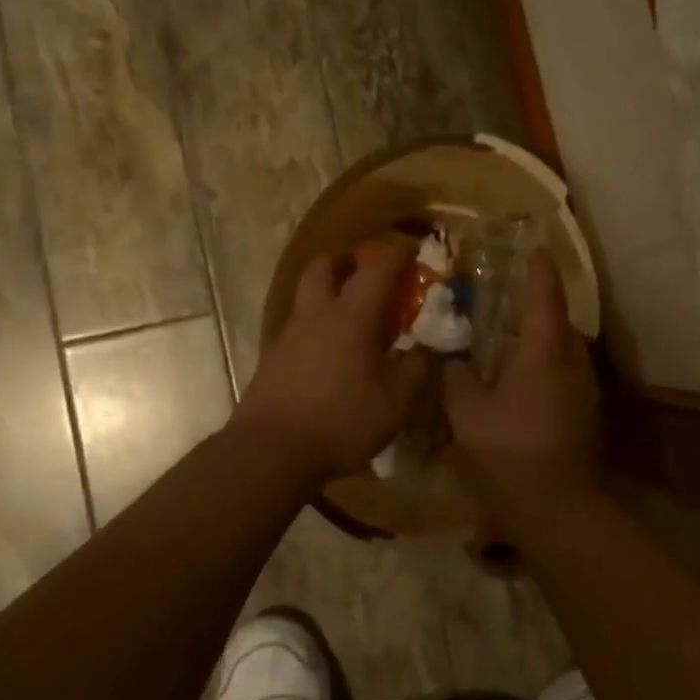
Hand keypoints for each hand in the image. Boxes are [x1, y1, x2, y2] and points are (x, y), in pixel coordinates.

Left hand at [233, 239, 430, 484]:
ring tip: (349, 312)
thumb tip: (428, 352)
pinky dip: (315, 324)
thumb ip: (416, 371)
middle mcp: (316, 315)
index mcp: (350, 317)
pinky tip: (328, 350)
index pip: (376, 270)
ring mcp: (288, 335)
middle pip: (323, 266)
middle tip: (364, 268)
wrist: (271, 451)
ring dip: (326, 290)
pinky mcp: (272, 359)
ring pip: (305, 295)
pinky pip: (297, 326)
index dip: (395, 255)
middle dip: (345, 259)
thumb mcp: (394, 403)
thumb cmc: (340, 422)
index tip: (410, 248)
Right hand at [443, 251, 600, 503]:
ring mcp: (586, 391)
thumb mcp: (466, 412)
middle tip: (508, 303)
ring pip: (565, 353)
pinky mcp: (588, 416)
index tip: (533, 250)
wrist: (557, 508)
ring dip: (543, 343)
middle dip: (538, 309)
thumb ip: (456, 377)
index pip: (545, 296)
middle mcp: (573, 363)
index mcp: (545, 351)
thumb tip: (452, 360)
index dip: (538, 270)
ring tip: (511, 344)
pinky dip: (547, 370)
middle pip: (560, 323)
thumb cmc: (508, 450)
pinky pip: (567, 378)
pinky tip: (523, 387)